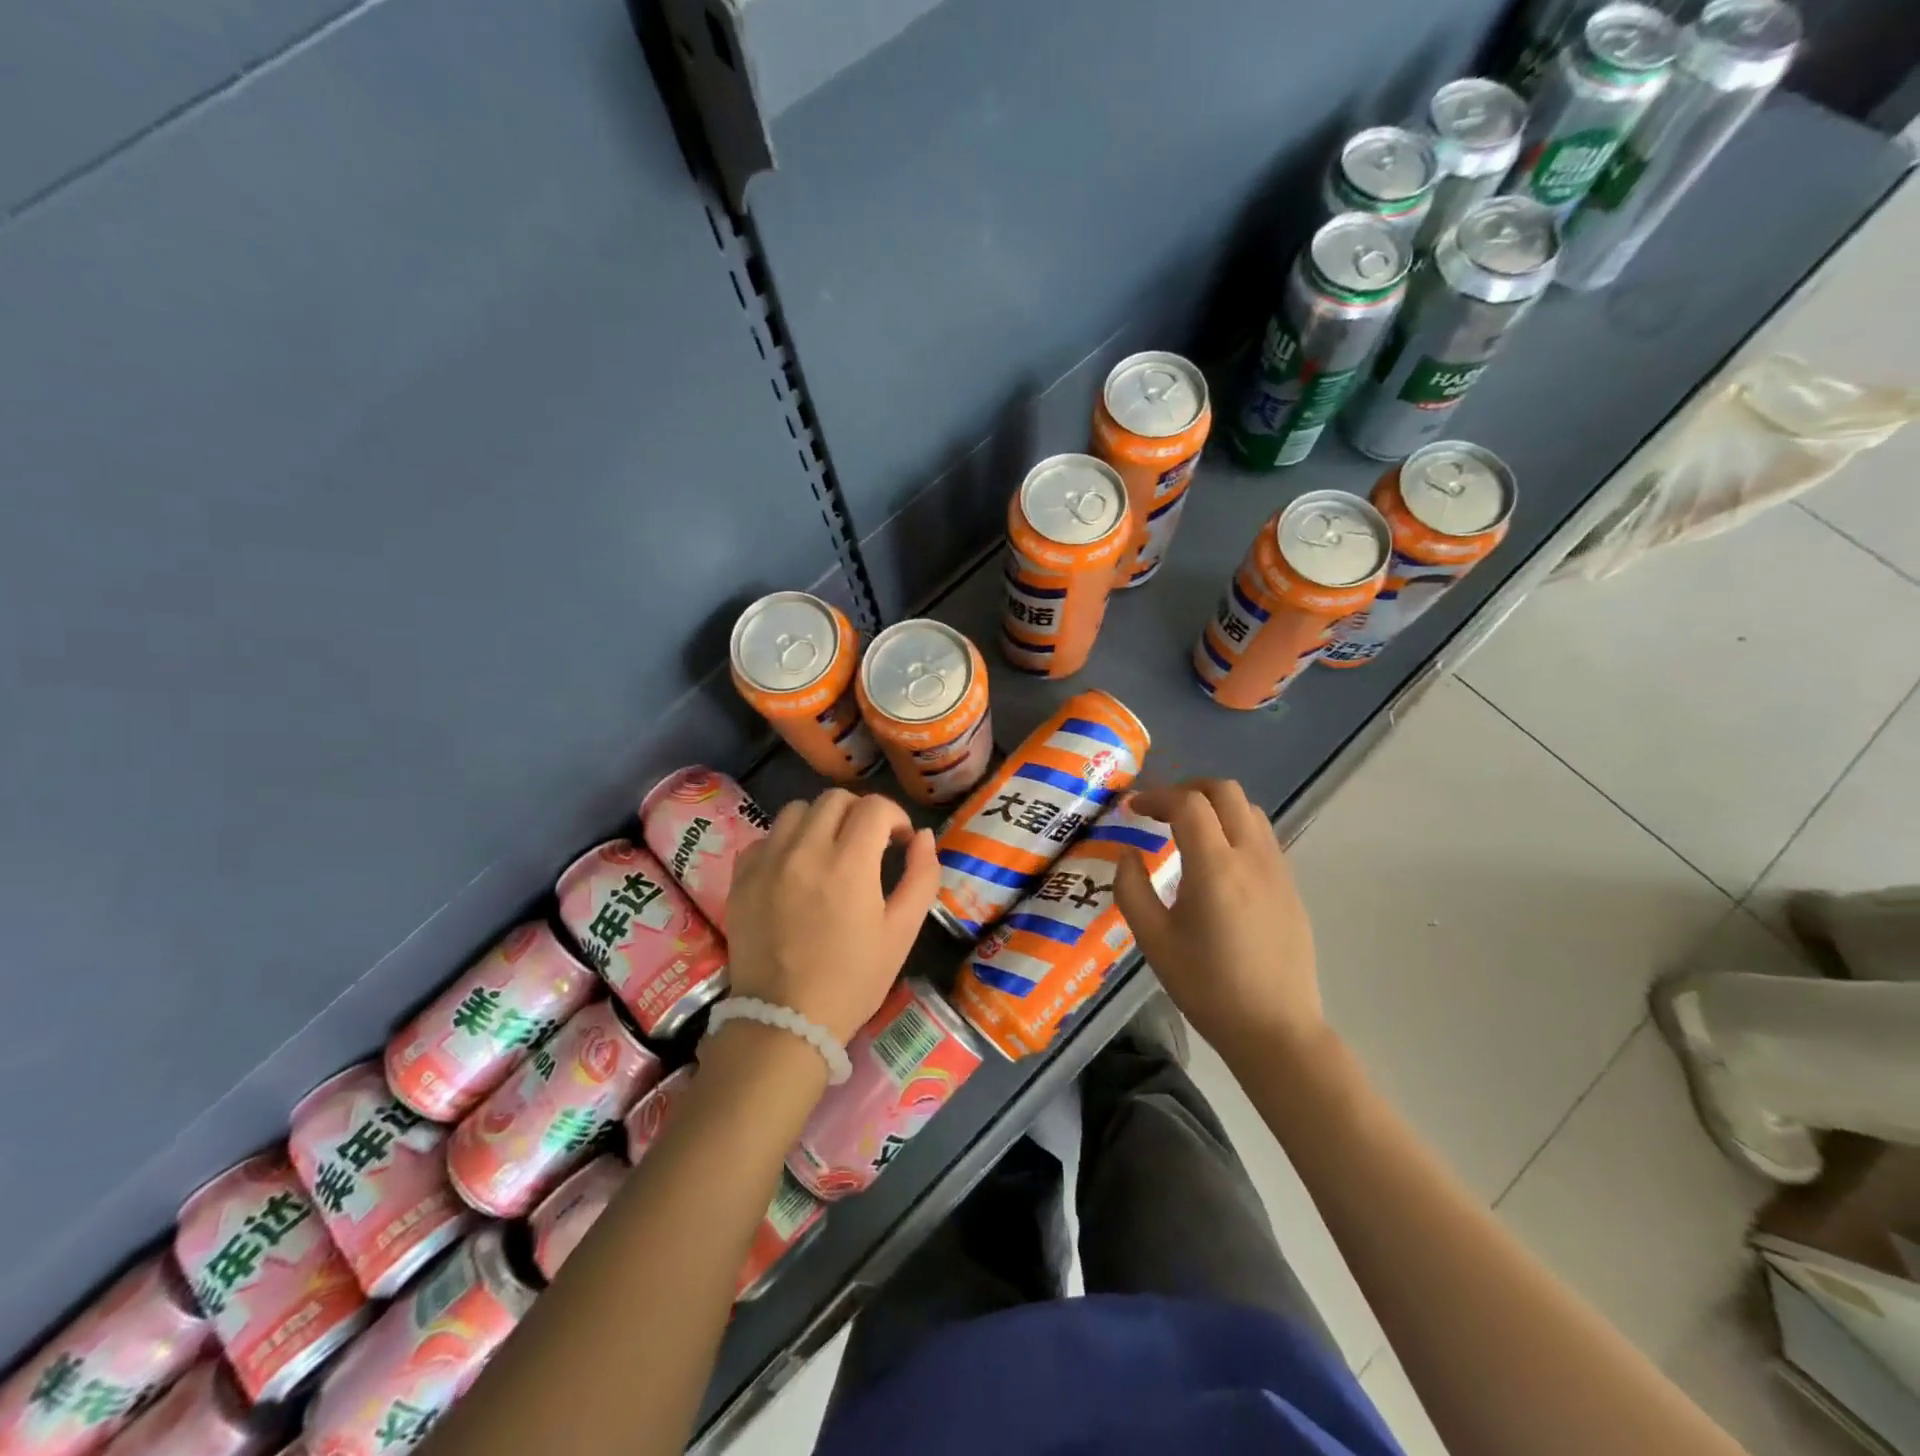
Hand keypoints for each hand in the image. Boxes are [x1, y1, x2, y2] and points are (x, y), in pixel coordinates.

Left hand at [722, 789, 938, 1044]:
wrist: (784, 1022)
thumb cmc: (853, 981)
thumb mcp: (902, 932)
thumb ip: (921, 877)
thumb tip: (923, 837)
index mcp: (849, 863)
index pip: (874, 807)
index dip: (895, 818)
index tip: (899, 843)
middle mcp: (805, 850)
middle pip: (835, 799)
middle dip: (860, 814)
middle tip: (868, 846)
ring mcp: (767, 861)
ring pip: (797, 810)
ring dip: (821, 822)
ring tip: (829, 853)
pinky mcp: (741, 876)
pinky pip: (766, 837)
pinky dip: (786, 842)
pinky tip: (795, 871)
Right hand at [1113, 779, 1325, 1066]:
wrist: (1275, 1029)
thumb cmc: (1207, 987)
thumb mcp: (1154, 941)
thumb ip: (1132, 889)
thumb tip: (1127, 854)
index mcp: (1215, 867)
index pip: (1188, 804)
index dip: (1156, 797)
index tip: (1133, 809)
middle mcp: (1251, 857)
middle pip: (1225, 791)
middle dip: (1188, 789)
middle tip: (1160, 810)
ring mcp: (1277, 869)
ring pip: (1249, 809)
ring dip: (1215, 805)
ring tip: (1187, 829)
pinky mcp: (1290, 885)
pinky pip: (1262, 835)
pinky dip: (1235, 826)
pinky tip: (1217, 859)